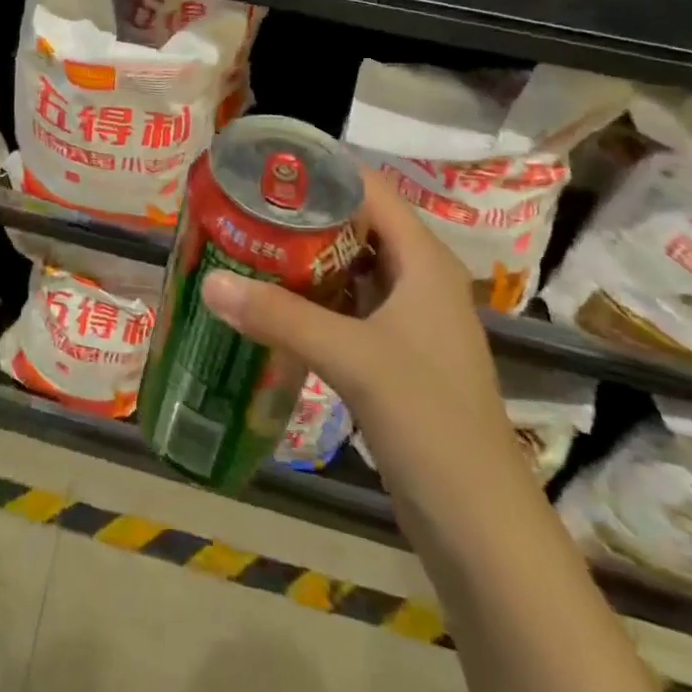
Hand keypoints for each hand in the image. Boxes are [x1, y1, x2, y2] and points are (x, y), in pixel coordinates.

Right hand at [200, 167, 519, 488]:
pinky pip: (343, 306)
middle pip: (353, 224)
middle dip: (299, 212)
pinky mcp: (392, 355)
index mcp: (422, 260)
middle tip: (241, 204)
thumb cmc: (431, 422)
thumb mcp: (354, 359)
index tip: (264, 164)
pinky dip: (308, 296)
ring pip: (346, 266)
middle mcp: (416, 279)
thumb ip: (281, 316)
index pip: (369, 188)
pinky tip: (267, 300)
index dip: (320, 169)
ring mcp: (406, 319)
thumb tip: (211, 282)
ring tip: (244, 241)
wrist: (480, 527)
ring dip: (300, 255)